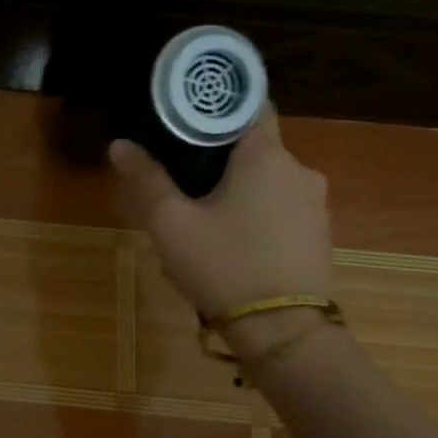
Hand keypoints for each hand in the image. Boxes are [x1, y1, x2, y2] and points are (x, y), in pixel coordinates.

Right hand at [109, 107, 334, 353]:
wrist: (283, 331)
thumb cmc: (223, 266)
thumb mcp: (170, 224)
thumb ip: (146, 180)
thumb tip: (120, 144)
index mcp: (266, 157)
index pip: (250, 106)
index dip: (217, 108)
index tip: (185, 120)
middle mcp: (299, 171)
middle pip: (253, 149)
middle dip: (216, 160)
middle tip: (178, 184)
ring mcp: (314, 206)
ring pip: (265, 183)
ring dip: (234, 192)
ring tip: (198, 221)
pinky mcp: (317, 237)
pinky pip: (278, 211)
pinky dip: (253, 216)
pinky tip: (228, 247)